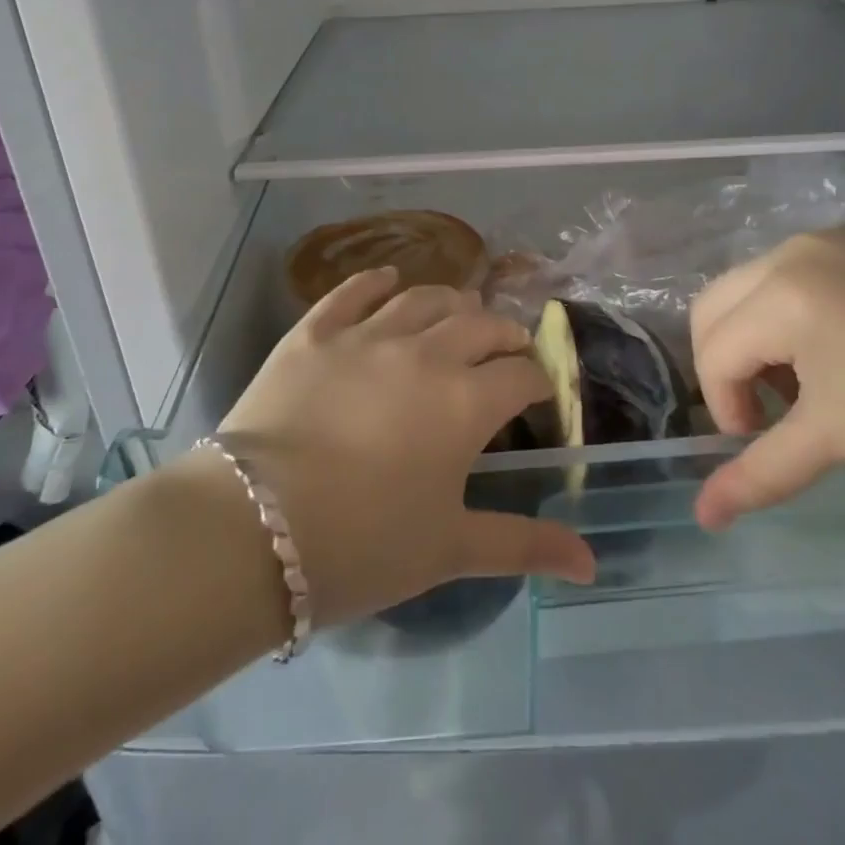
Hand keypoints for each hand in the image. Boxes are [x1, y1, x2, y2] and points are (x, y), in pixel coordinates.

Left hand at [216, 268, 594, 625]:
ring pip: (424, 298)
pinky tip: (388, 280)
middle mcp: (425, 352)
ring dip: (451, 302)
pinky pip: (353, 292)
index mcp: (466, 401)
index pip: (521, 374)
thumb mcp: (449, 549)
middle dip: (504, 335)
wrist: (252, 530)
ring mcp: (367, 335)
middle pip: (481, 324)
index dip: (538, 382)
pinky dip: (376, 282)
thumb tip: (592, 564)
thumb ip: (524, 545)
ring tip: (460, 313)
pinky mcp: (315, 331)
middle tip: (507, 349)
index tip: (538, 397)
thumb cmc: (362, 546)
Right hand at [691, 226, 844, 530]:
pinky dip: (800, 305)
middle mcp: (797, 247)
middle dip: (728, 361)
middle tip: (769, 408)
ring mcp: (838, 233)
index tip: (759, 440)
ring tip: (811, 378)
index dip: (724, 405)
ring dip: (761, 333)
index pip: (714, 350)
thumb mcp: (835, 440)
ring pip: (758, 281)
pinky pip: (806, 266)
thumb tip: (704, 517)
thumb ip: (758, 474)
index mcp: (782, 291)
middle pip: (718, 304)